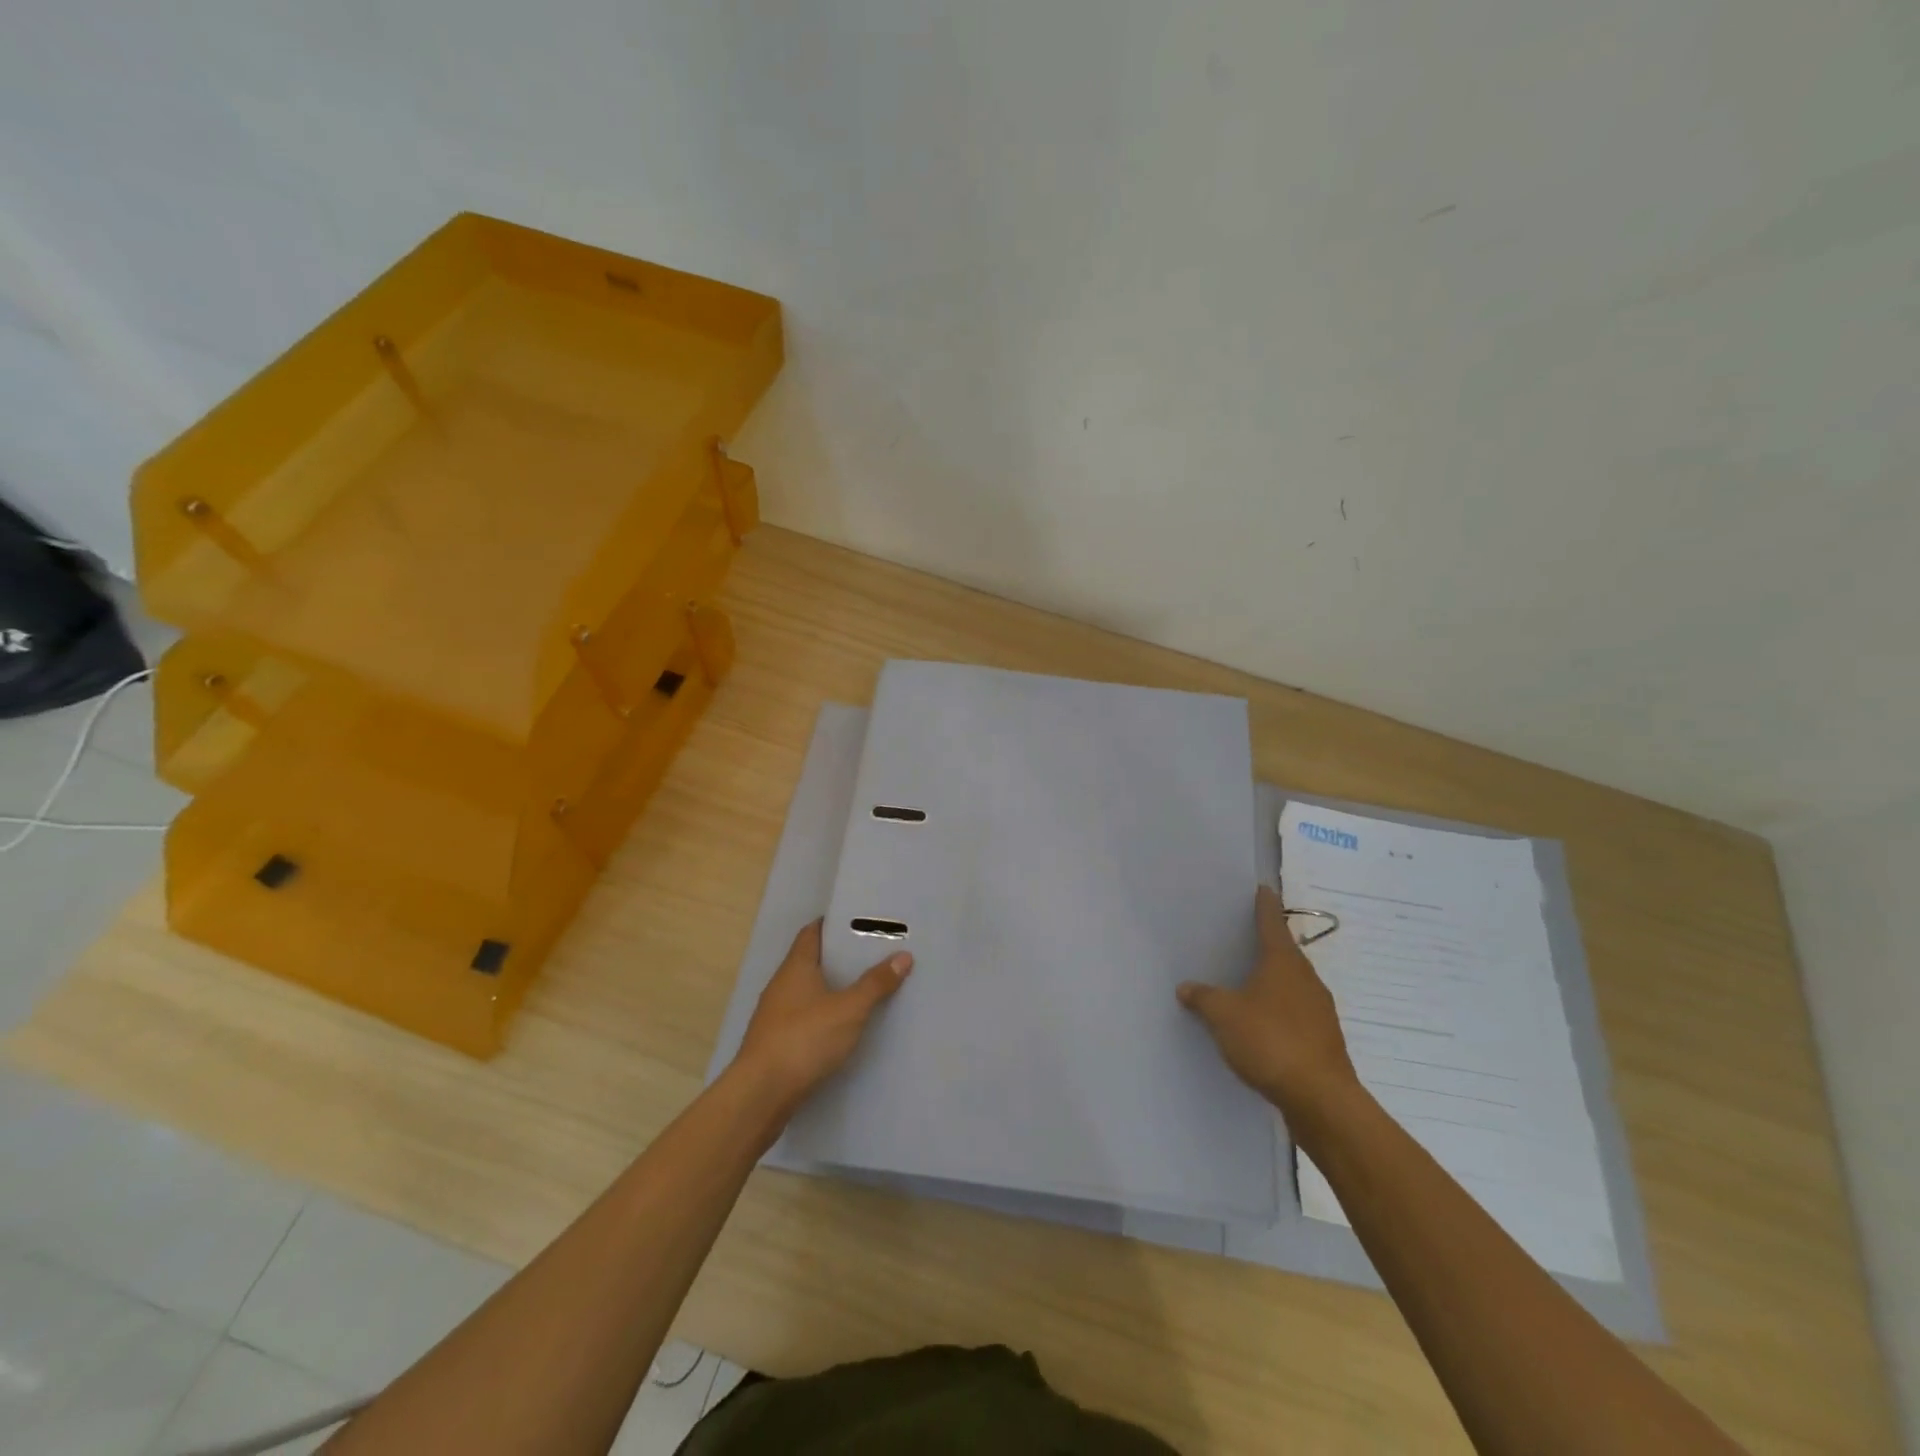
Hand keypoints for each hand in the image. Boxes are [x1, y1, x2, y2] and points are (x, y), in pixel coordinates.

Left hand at [736, 919, 911, 1108]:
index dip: (832, 925)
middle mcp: (781, 985)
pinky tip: (842, 1027)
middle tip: (872, 955)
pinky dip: (822, 1015)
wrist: (761, 1094)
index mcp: (795, 967)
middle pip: (811, 961)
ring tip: (863, 989)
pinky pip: (804, 1018)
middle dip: (838, 958)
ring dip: (830, 989)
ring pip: (807, 992)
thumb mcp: (849, 1010)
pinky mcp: (775, 1043)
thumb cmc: (805, 1039)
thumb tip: (903, 955)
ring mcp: (775, 1016)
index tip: (859, 923)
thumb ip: (875, 983)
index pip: (812, 933)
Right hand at [1178, 885, 1356, 1115]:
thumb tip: (1186, 987)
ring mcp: (1319, 1011)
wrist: (1321, 1099)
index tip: (1263, 889)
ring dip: (1272, 982)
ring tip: (1247, 983)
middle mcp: (1306, 980)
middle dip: (1266, 946)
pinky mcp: (1323, 1040)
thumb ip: (1204, 998)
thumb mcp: (1224, 1015)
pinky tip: (1261, 1025)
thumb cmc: (1270, 1041)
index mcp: (1284, 963)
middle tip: (1243, 938)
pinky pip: (1295, 1014)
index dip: (1265, 905)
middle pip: (1285, 954)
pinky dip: (1278, 1011)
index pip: (1272, 923)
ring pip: (1292, 985)